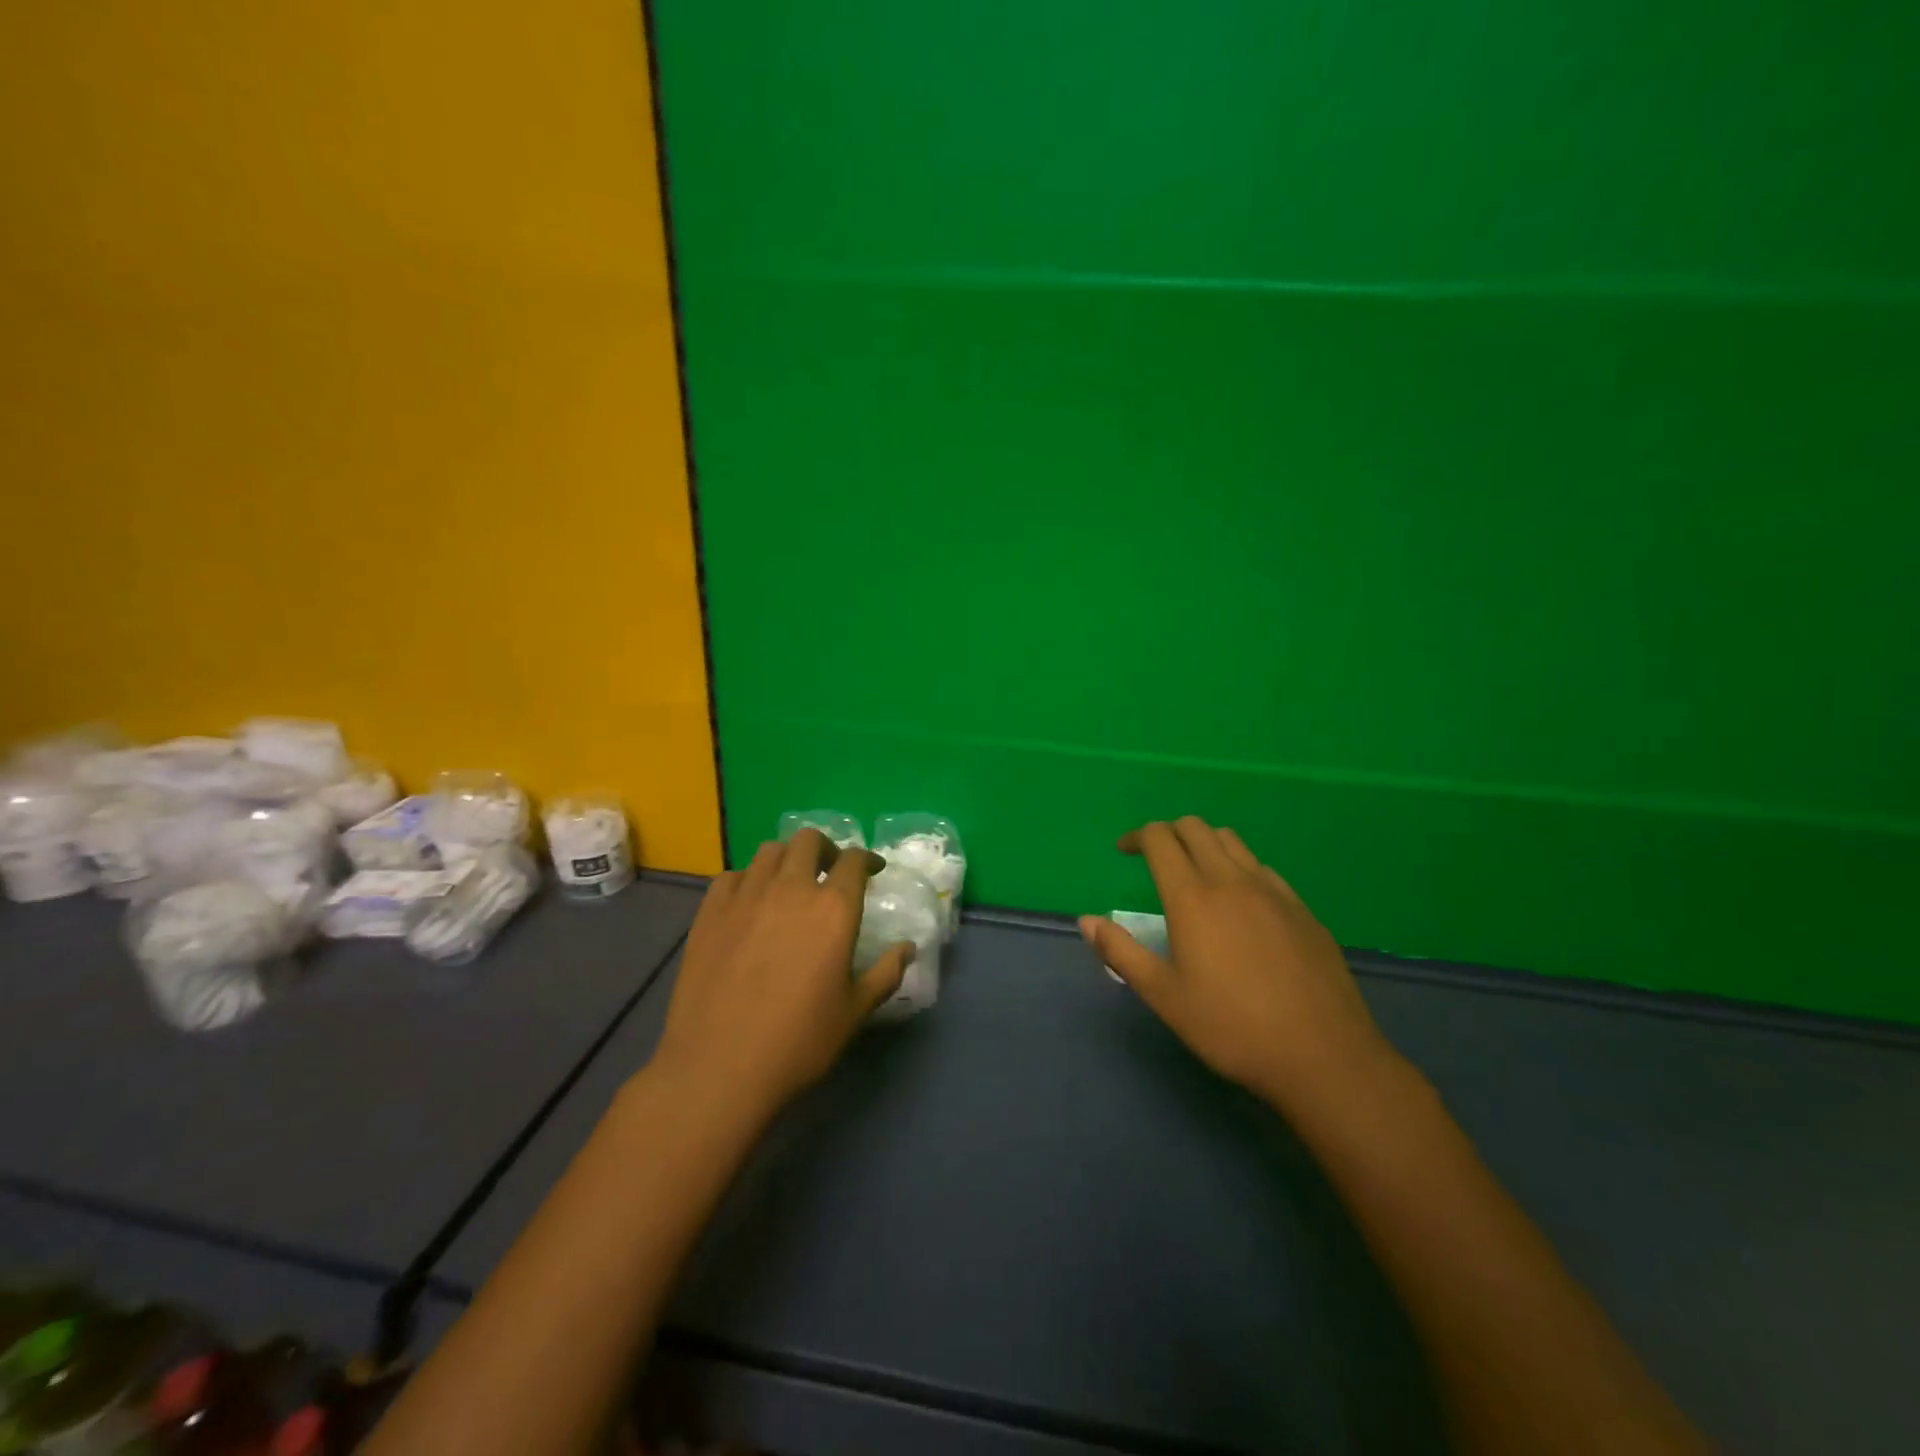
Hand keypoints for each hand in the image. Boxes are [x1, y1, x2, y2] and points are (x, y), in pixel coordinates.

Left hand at [653, 830, 913, 1119]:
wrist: (719, 1066)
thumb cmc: (798, 1041)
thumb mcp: (854, 1012)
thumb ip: (885, 973)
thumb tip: (909, 948)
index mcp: (834, 909)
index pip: (854, 860)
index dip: (866, 859)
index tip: (872, 870)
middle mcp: (791, 889)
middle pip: (809, 841)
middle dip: (826, 849)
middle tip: (830, 872)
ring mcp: (746, 896)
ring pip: (770, 851)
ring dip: (787, 858)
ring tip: (790, 883)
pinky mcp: (710, 912)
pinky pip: (732, 876)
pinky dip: (748, 879)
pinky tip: (749, 902)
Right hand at [1081, 817, 1394, 1107]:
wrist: (1322, 1054)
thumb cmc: (1231, 1027)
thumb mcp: (1164, 996)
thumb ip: (1121, 953)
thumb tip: (1086, 920)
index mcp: (1192, 897)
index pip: (1160, 839)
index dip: (1137, 837)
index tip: (1124, 851)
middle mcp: (1231, 880)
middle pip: (1195, 828)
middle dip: (1168, 832)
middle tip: (1155, 857)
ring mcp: (1272, 890)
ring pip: (1232, 841)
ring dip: (1204, 843)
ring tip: (1195, 874)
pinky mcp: (1301, 908)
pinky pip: (1262, 868)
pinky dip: (1239, 867)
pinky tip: (1241, 903)